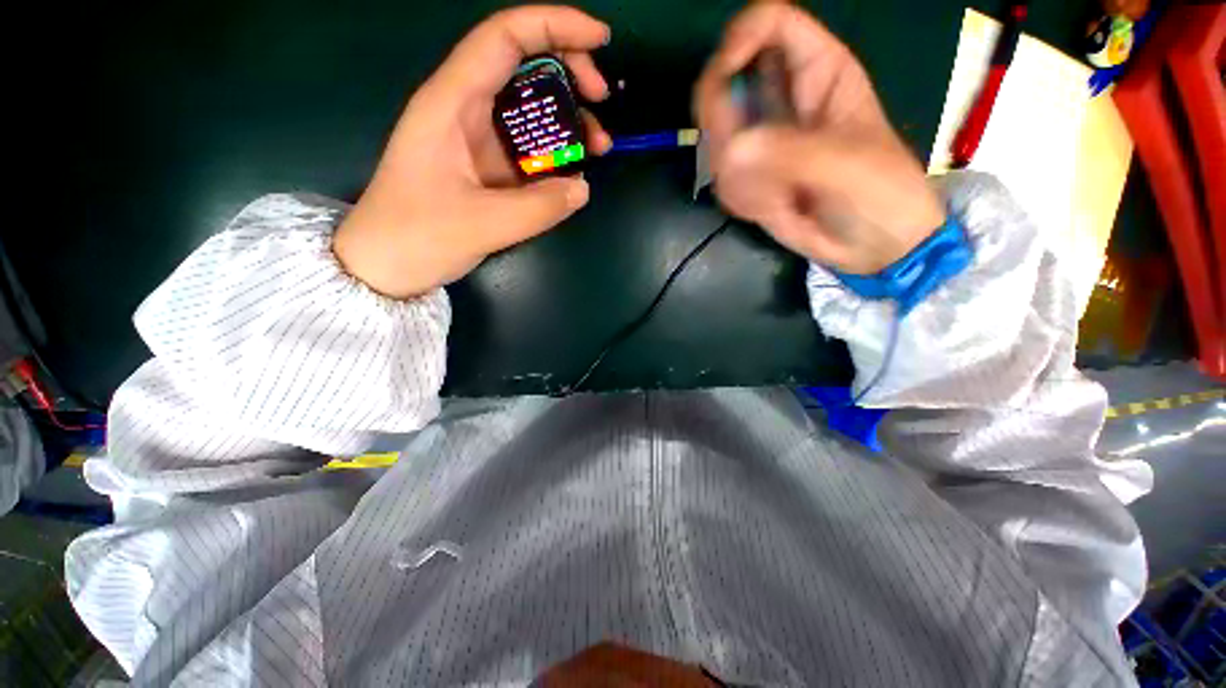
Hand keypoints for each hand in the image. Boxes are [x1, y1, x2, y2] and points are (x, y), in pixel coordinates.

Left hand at [334, 6, 613, 298]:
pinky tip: (575, 172)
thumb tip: (583, 187)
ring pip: (529, 110)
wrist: (386, 264)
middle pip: (522, 65)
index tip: (602, 40)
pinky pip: (528, 150)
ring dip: (569, 120)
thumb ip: (538, 208)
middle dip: (570, 72)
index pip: (505, 38)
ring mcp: (477, 140)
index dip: (555, 26)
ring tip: (599, 147)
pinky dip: (556, 155)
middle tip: (602, 102)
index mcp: (452, 103)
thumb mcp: (481, 225)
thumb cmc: (417, 237)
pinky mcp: (486, 168)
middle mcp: (465, 110)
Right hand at [694, 2, 945, 274]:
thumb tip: (731, 153)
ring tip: (776, 197)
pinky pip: (721, 178)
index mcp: (819, 71)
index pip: (769, 24)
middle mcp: (782, 98)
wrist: (872, 245)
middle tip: (741, 161)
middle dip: (723, 123)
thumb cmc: (879, 194)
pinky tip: (772, 209)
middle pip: (725, 81)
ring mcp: (761, 140)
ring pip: (716, 138)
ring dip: (735, 174)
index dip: (739, 42)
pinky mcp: (750, 176)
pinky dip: (738, 198)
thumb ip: (790, 154)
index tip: (725, 83)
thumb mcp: (846, 166)